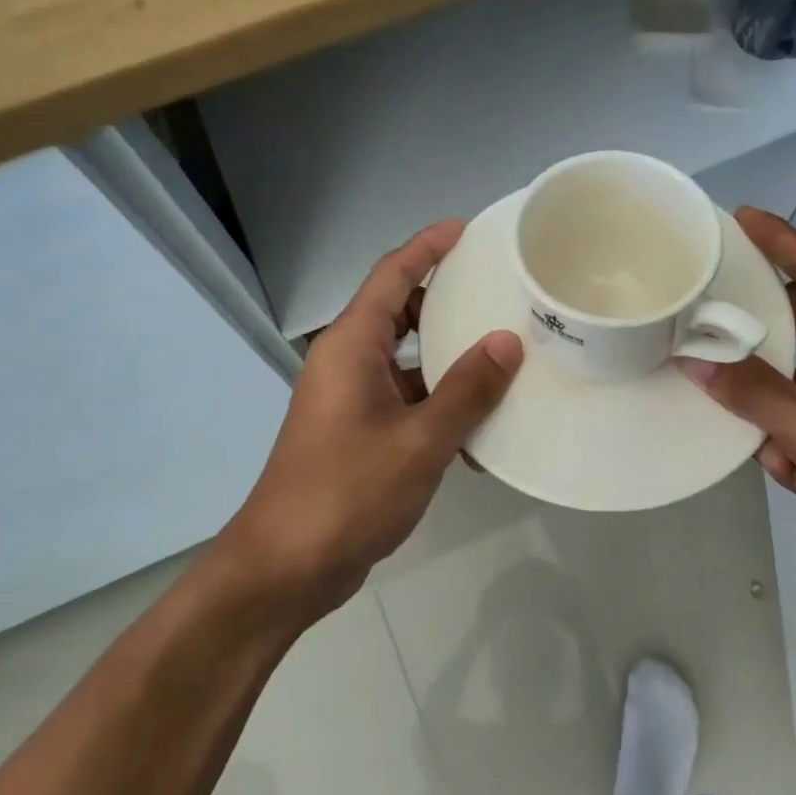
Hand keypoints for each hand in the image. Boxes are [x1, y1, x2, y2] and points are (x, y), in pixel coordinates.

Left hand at [218, 220, 522, 622]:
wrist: (287, 566)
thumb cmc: (348, 492)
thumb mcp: (420, 440)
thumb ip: (467, 389)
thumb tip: (507, 341)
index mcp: (351, 346)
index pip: (391, 275)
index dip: (427, 247)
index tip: (465, 229)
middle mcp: (347, 363)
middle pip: (398, 312)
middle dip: (444, 299)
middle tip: (498, 290)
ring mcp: (351, 401)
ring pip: (406, 360)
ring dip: (448, 357)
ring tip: (504, 352)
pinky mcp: (358, 435)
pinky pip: (406, 401)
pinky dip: (439, 404)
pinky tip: (481, 426)